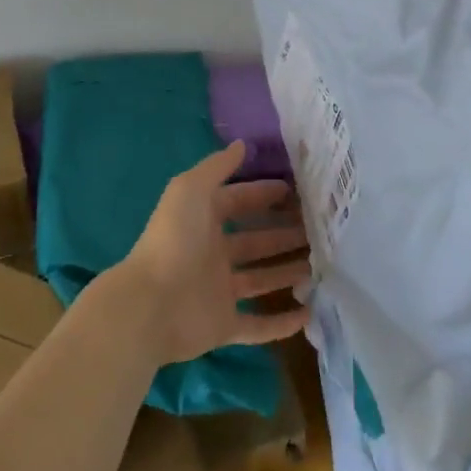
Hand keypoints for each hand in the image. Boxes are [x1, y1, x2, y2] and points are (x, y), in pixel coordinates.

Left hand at [113, 143, 311, 366]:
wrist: (151, 305)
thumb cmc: (174, 240)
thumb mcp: (192, 189)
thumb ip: (217, 166)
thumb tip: (242, 144)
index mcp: (203, 221)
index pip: (239, 203)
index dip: (264, 195)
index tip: (297, 191)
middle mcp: (212, 253)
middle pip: (255, 241)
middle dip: (283, 233)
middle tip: (318, 229)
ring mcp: (218, 291)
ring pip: (260, 279)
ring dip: (286, 271)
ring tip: (319, 265)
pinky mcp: (223, 326)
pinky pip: (257, 325)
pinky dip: (281, 323)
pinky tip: (308, 312)